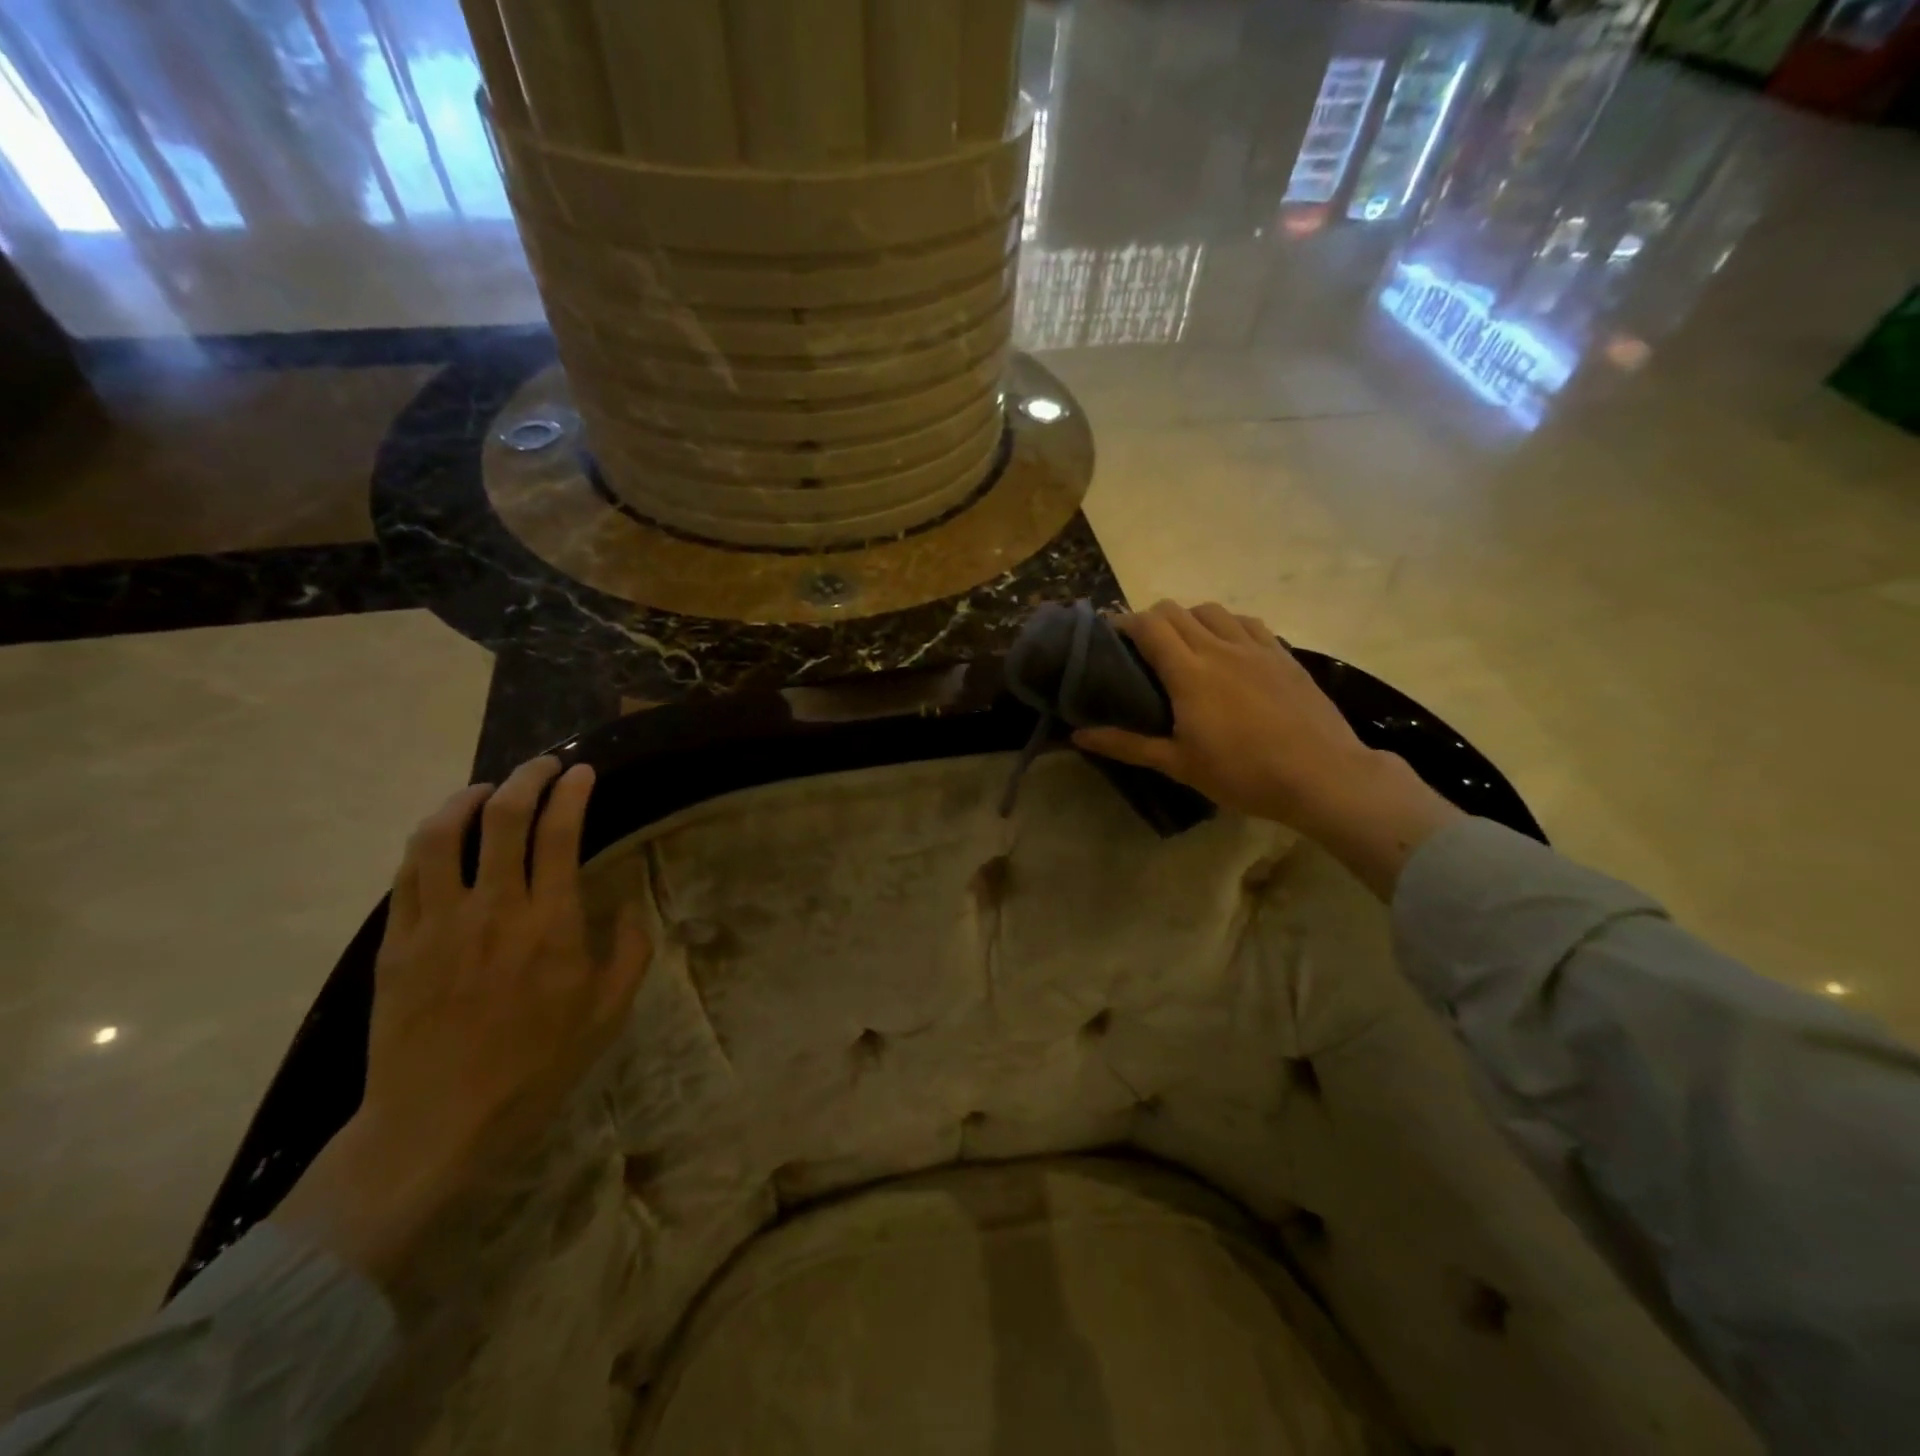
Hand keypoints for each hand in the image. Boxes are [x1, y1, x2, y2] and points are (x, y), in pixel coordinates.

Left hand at [276, 756, 648, 1284]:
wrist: (437, 1123)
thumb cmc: (536, 1066)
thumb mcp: (609, 1012)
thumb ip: (630, 951)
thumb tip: (629, 905)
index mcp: (551, 925)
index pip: (560, 834)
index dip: (573, 792)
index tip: (583, 773)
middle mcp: (493, 911)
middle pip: (502, 818)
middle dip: (526, 778)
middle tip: (542, 766)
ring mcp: (436, 924)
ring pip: (440, 835)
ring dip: (466, 799)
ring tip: (486, 790)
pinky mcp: (396, 944)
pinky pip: (406, 875)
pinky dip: (428, 842)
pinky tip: (443, 838)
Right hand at [1072, 601, 1459, 896]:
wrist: (1322, 775)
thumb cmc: (1242, 773)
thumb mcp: (1178, 764)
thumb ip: (1127, 744)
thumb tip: (1078, 736)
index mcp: (1188, 672)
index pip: (1148, 625)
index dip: (1123, 623)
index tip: (1110, 638)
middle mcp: (1218, 647)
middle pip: (1175, 610)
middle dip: (1150, 619)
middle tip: (1141, 648)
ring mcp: (1255, 647)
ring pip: (1211, 610)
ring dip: (1189, 619)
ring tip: (1184, 645)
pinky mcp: (1282, 654)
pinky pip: (1247, 622)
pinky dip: (1226, 624)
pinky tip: (1227, 647)